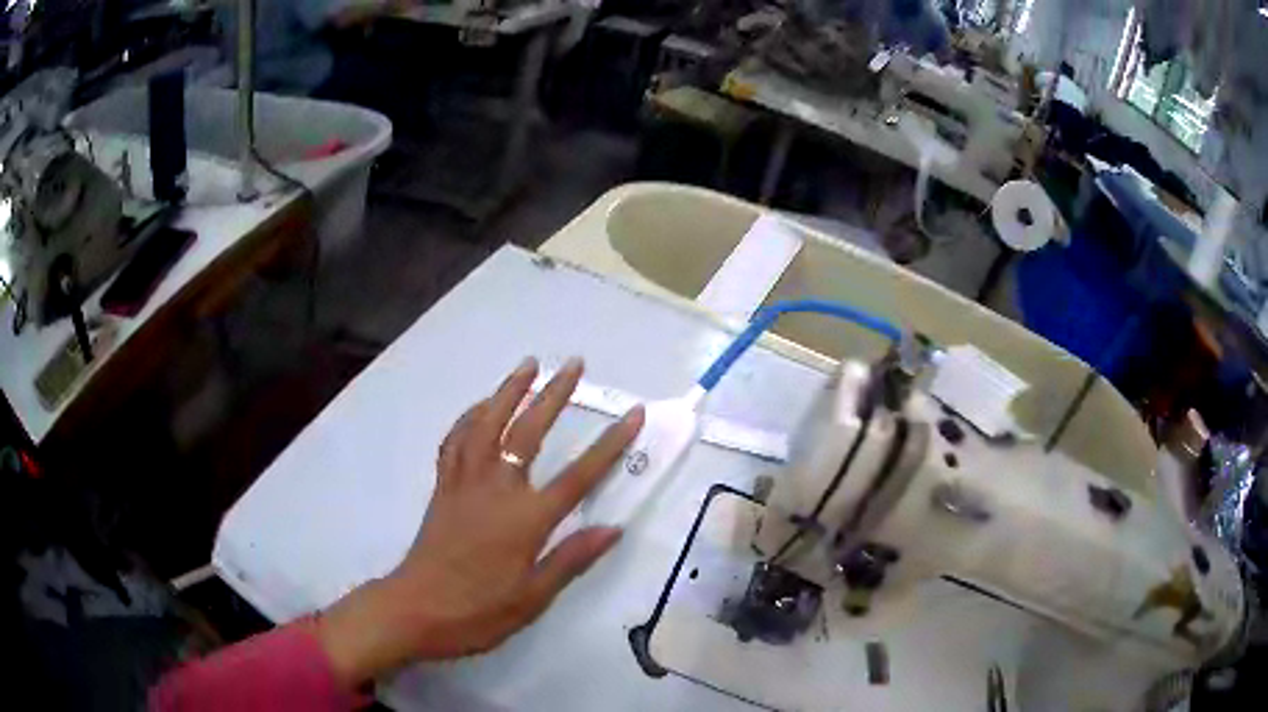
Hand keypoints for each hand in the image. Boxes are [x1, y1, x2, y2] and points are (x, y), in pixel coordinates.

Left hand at [314, 357, 644, 686]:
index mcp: (526, 519)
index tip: (633, 415)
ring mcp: (465, 483)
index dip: (610, 444)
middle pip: (528, 432)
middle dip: (554, 394)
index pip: (578, 476)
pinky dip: (470, 417)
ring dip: (508, 391)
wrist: (416, 608)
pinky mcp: (444, 486)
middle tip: (573, 363)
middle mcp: (496, 490)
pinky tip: (480, 407)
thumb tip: (613, 529)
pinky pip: (456, 441)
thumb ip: (572, 559)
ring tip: (527, 365)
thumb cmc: (479, 610)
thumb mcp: (533, 597)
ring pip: (486, 424)